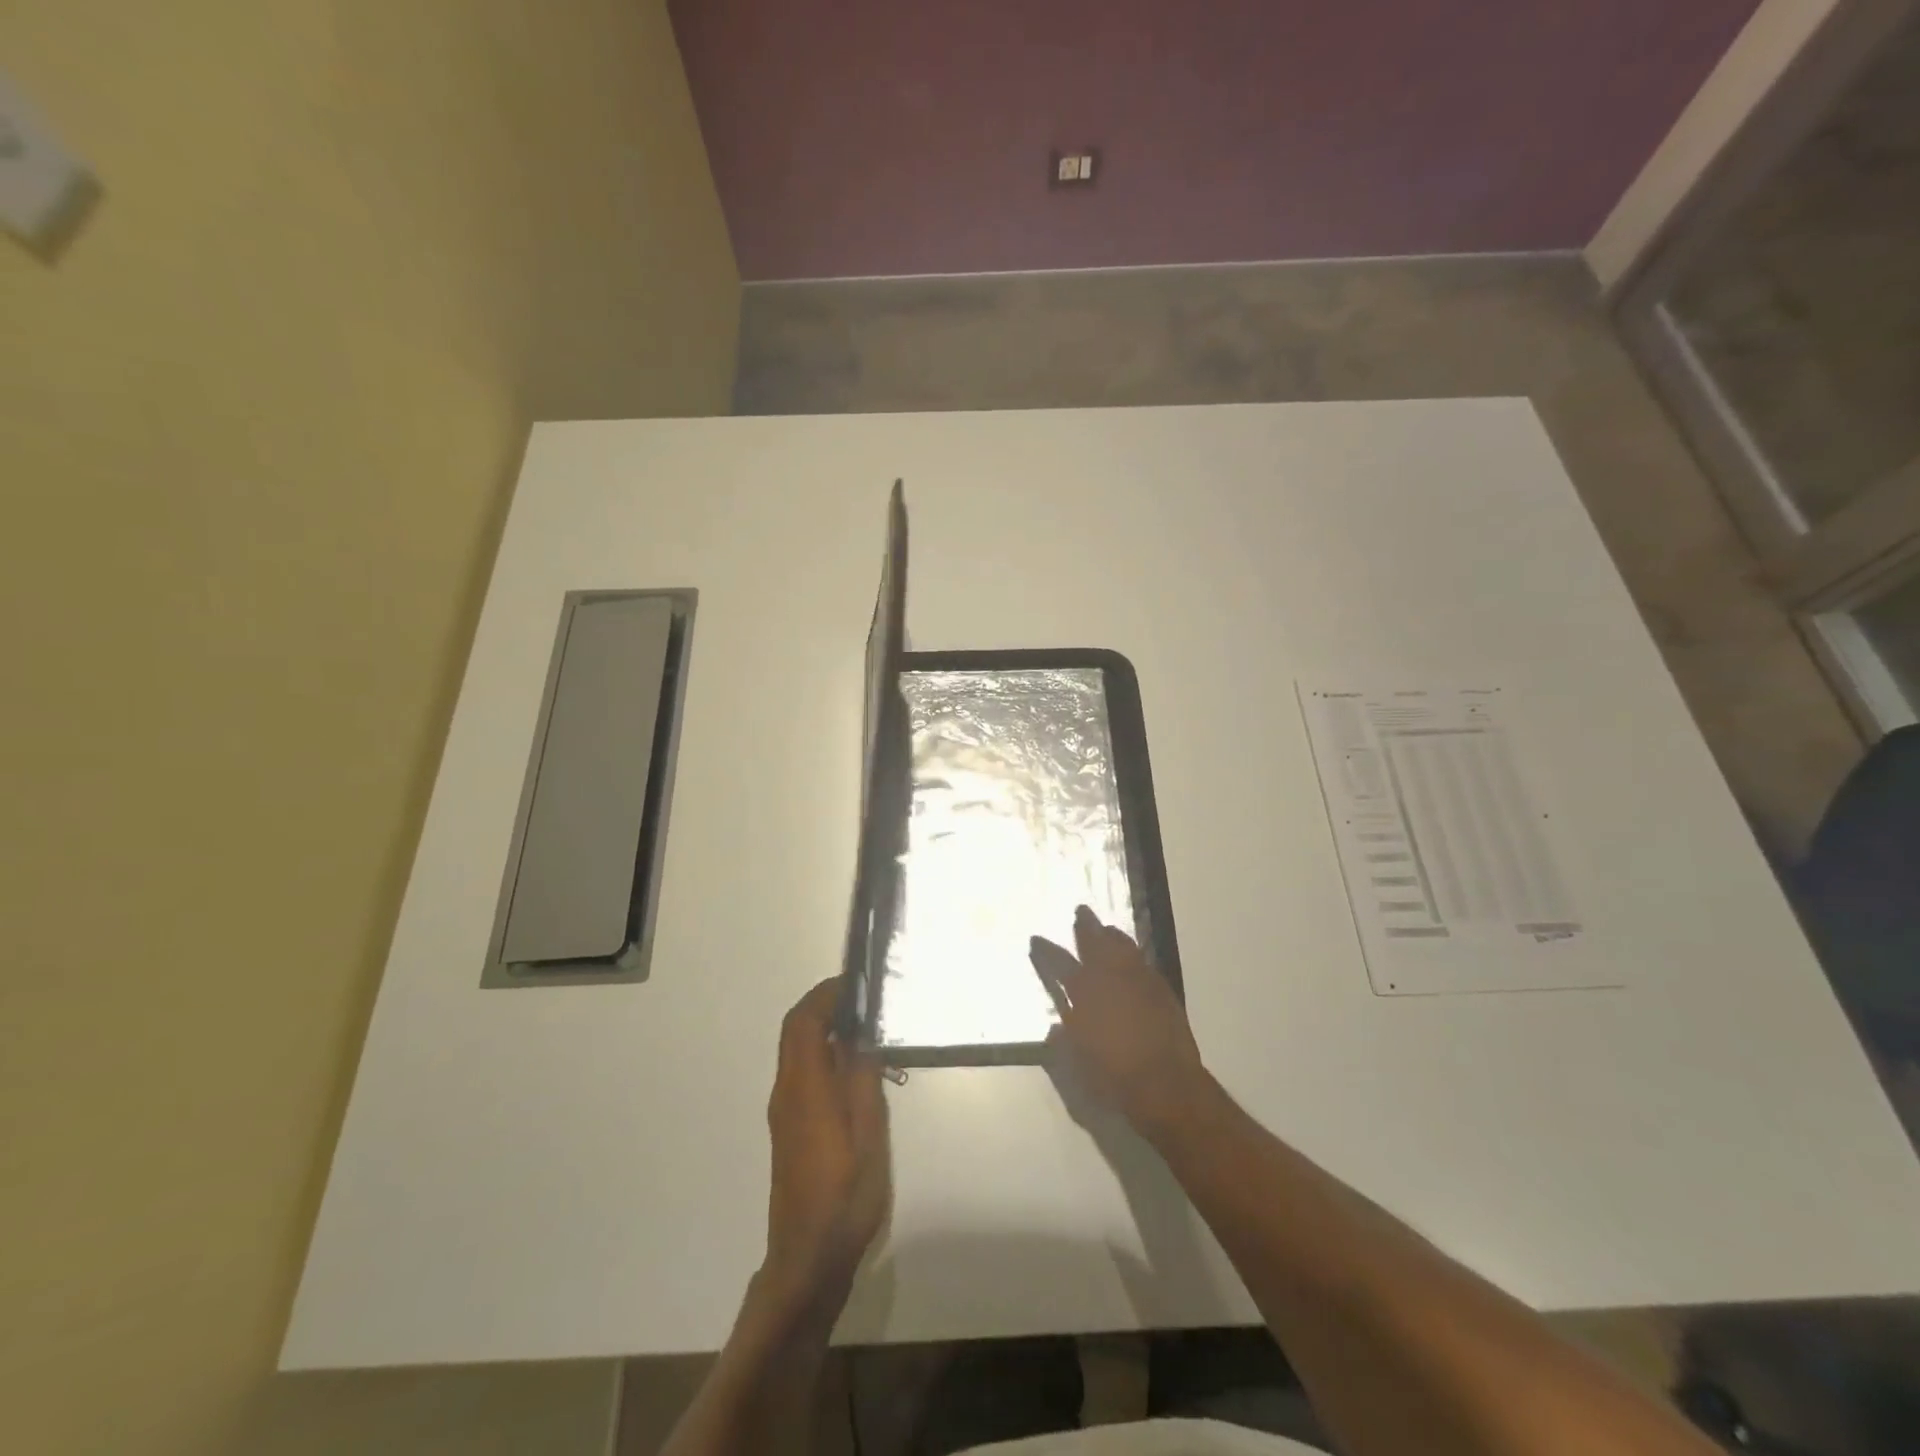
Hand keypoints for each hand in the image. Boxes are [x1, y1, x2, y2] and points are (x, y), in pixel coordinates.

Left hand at [762, 979, 889, 1311]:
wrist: (808, 1258)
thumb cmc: (845, 1196)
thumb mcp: (869, 1134)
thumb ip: (863, 1078)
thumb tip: (860, 1034)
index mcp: (806, 1088)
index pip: (803, 1022)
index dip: (825, 995)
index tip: (855, 982)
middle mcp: (787, 1091)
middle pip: (795, 1031)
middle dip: (823, 1005)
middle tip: (862, 998)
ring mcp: (784, 1110)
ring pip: (796, 1050)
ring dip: (822, 1027)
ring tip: (864, 1026)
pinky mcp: (789, 1127)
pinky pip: (801, 1071)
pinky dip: (821, 1051)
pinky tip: (852, 1066)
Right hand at [1030, 905, 1209, 1136]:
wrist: (1165, 1082)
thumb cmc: (1113, 1074)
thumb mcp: (1077, 1064)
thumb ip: (1063, 1042)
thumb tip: (1055, 1030)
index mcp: (1084, 991)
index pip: (1059, 963)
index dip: (1046, 950)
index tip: (1036, 939)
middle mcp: (1110, 976)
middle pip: (1095, 942)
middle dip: (1086, 926)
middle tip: (1081, 910)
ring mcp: (1138, 979)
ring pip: (1123, 946)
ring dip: (1112, 935)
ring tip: (1107, 928)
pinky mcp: (1161, 989)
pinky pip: (1143, 962)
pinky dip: (1134, 956)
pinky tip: (1133, 958)